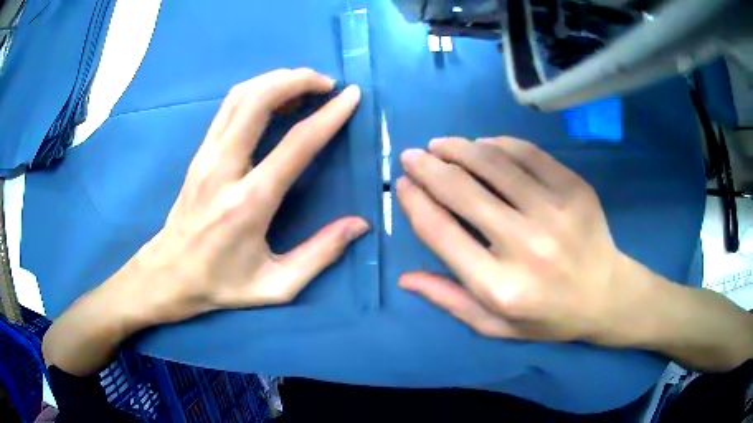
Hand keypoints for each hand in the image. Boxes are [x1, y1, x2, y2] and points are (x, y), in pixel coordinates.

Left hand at [136, 69, 368, 322]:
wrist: (169, 275)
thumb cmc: (222, 284)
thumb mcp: (277, 286)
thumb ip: (320, 255)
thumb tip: (359, 224)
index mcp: (249, 203)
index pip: (295, 144)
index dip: (329, 116)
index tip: (351, 96)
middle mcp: (224, 169)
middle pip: (259, 101)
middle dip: (297, 80)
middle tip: (327, 83)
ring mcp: (206, 156)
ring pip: (240, 97)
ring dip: (275, 80)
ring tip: (304, 83)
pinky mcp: (199, 153)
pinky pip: (228, 108)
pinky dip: (256, 91)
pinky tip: (274, 97)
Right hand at [397, 136, 639, 343]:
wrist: (606, 296)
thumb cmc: (548, 317)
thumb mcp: (495, 326)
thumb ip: (450, 301)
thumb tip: (405, 277)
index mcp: (500, 287)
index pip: (441, 232)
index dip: (415, 202)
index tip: (403, 185)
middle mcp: (526, 246)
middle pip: (462, 192)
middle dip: (428, 168)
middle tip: (412, 156)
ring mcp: (555, 211)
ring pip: (493, 164)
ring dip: (459, 148)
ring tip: (441, 145)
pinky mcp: (575, 188)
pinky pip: (528, 154)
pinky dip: (499, 144)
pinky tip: (483, 144)